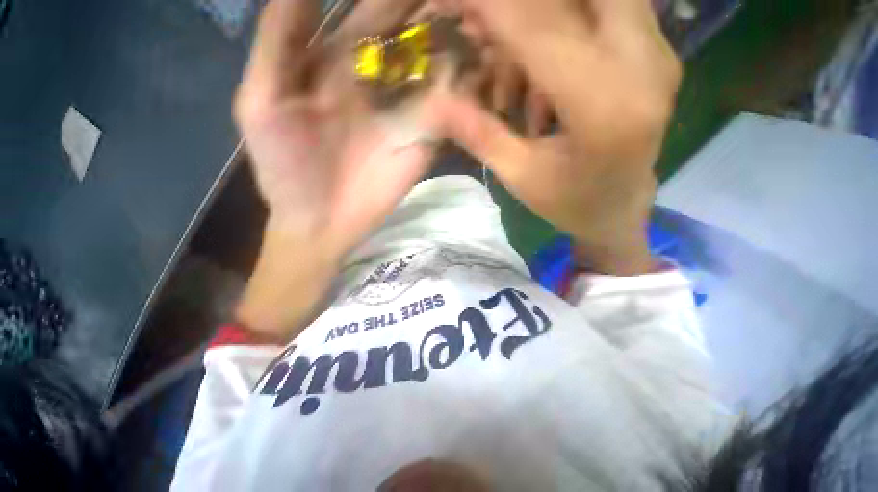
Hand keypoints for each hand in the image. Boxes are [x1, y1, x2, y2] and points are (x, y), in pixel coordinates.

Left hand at [234, 0, 449, 337]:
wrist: (320, 222)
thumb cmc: (285, 168)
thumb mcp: (261, 102)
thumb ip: (278, 43)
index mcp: (338, 65)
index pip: (370, 13)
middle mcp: (378, 82)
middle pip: (410, 35)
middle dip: (432, 10)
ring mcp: (405, 113)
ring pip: (436, 67)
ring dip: (457, 40)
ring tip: (479, 19)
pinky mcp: (424, 141)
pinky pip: (448, 109)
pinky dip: (464, 88)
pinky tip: (482, 66)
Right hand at [440, 0, 681, 274]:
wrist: (619, 210)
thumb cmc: (568, 203)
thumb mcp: (518, 176)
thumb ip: (479, 134)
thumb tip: (432, 104)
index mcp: (604, 109)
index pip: (541, 31)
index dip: (493, 7)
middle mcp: (645, 67)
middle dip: (521, 5)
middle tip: (483, 31)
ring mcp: (659, 54)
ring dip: (544, 15)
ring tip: (511, 72)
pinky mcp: (658, 52)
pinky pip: (609, 9)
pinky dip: (566, 22)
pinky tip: (541, 73)